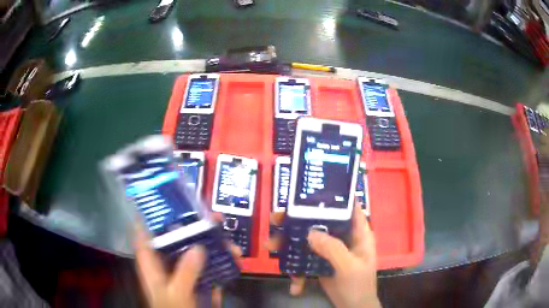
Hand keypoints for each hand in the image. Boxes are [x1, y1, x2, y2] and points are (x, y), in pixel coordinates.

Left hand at [134, 215, 241, 307]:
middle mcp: (167, 266)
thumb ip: (185, 272)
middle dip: (194, 227)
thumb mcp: (176, 293)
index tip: (163, 200)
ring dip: (214, 246)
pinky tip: (235, 259)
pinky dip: (222, 263)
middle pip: (176, 240)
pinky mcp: (198, 283)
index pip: (144, 235)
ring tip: (230, 243)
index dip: (149, 216)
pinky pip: (209, 268)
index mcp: (152, 265)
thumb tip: (198, 247)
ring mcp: (184, 275)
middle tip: (212, 218)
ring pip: (196, 253)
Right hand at [267, 204, 380, 307]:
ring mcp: (331, 251)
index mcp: (358, 233)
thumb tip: (310, 232)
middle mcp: (344, 238)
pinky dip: (296, 269)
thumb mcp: (348, 267)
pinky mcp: (320, 263)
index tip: (309, 192)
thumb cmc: (358, 285)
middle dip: (299, 220)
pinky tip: (295, 285)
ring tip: (271, 245)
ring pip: (309, 239)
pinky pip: (305, 258)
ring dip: (290, 243)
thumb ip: (332, 249)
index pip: (348, 207)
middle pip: (322, 222)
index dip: (333, 197)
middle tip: (277, 219)